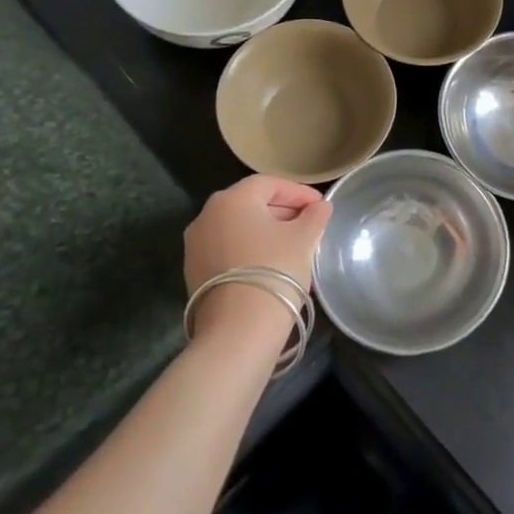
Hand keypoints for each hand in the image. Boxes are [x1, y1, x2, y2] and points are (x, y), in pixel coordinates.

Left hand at [183, 175, 330, 341]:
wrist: (238, 329)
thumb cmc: (275, 270)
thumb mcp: (304, 239)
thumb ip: (315, 216)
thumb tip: (320, 207)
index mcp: (232, 199)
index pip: (269, 184)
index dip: (298, 192)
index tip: (320, 206)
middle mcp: (206, 215)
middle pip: (250, 203)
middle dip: (281, 210)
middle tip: (308, 224)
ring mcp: (195, 245)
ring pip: (237, 227)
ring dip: (265, 231)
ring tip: (292, 246)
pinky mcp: (193, 272)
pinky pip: (226, 249)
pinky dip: (248, 249)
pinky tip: (269, 265)